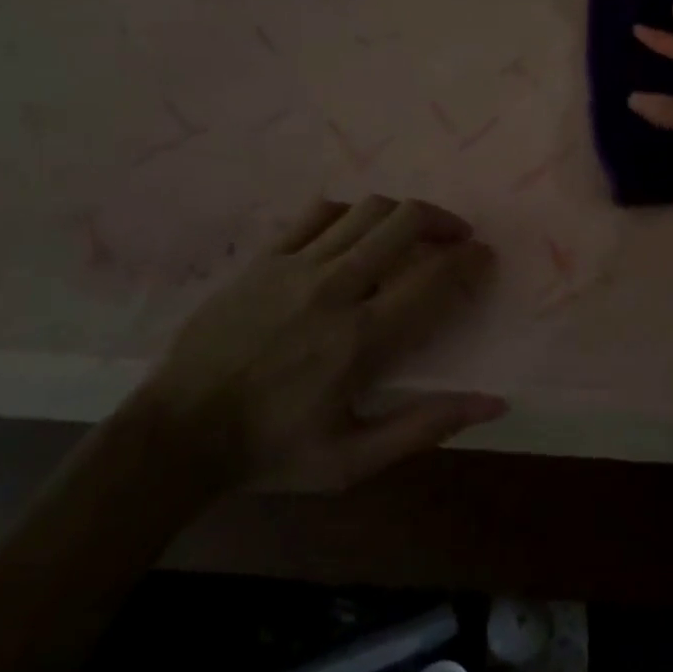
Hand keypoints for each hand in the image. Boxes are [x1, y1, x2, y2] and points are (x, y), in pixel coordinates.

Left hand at [133, 196, 503, 495]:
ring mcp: (296, 266)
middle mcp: (335, 288)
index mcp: (361, 338)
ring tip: (413, 230)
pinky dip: (350, 212)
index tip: (483, 256)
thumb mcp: (353, 461)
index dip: (469, 259)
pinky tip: (357, 230)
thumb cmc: (272, 450)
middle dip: (442, 220)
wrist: (178, 434)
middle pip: (404, 222)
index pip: (434, 278)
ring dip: (401, 213)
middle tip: (456, 237)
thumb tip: (494, 404)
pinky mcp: (265, 258)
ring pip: (366, 210)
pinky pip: (318, 212)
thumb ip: (425, 427)